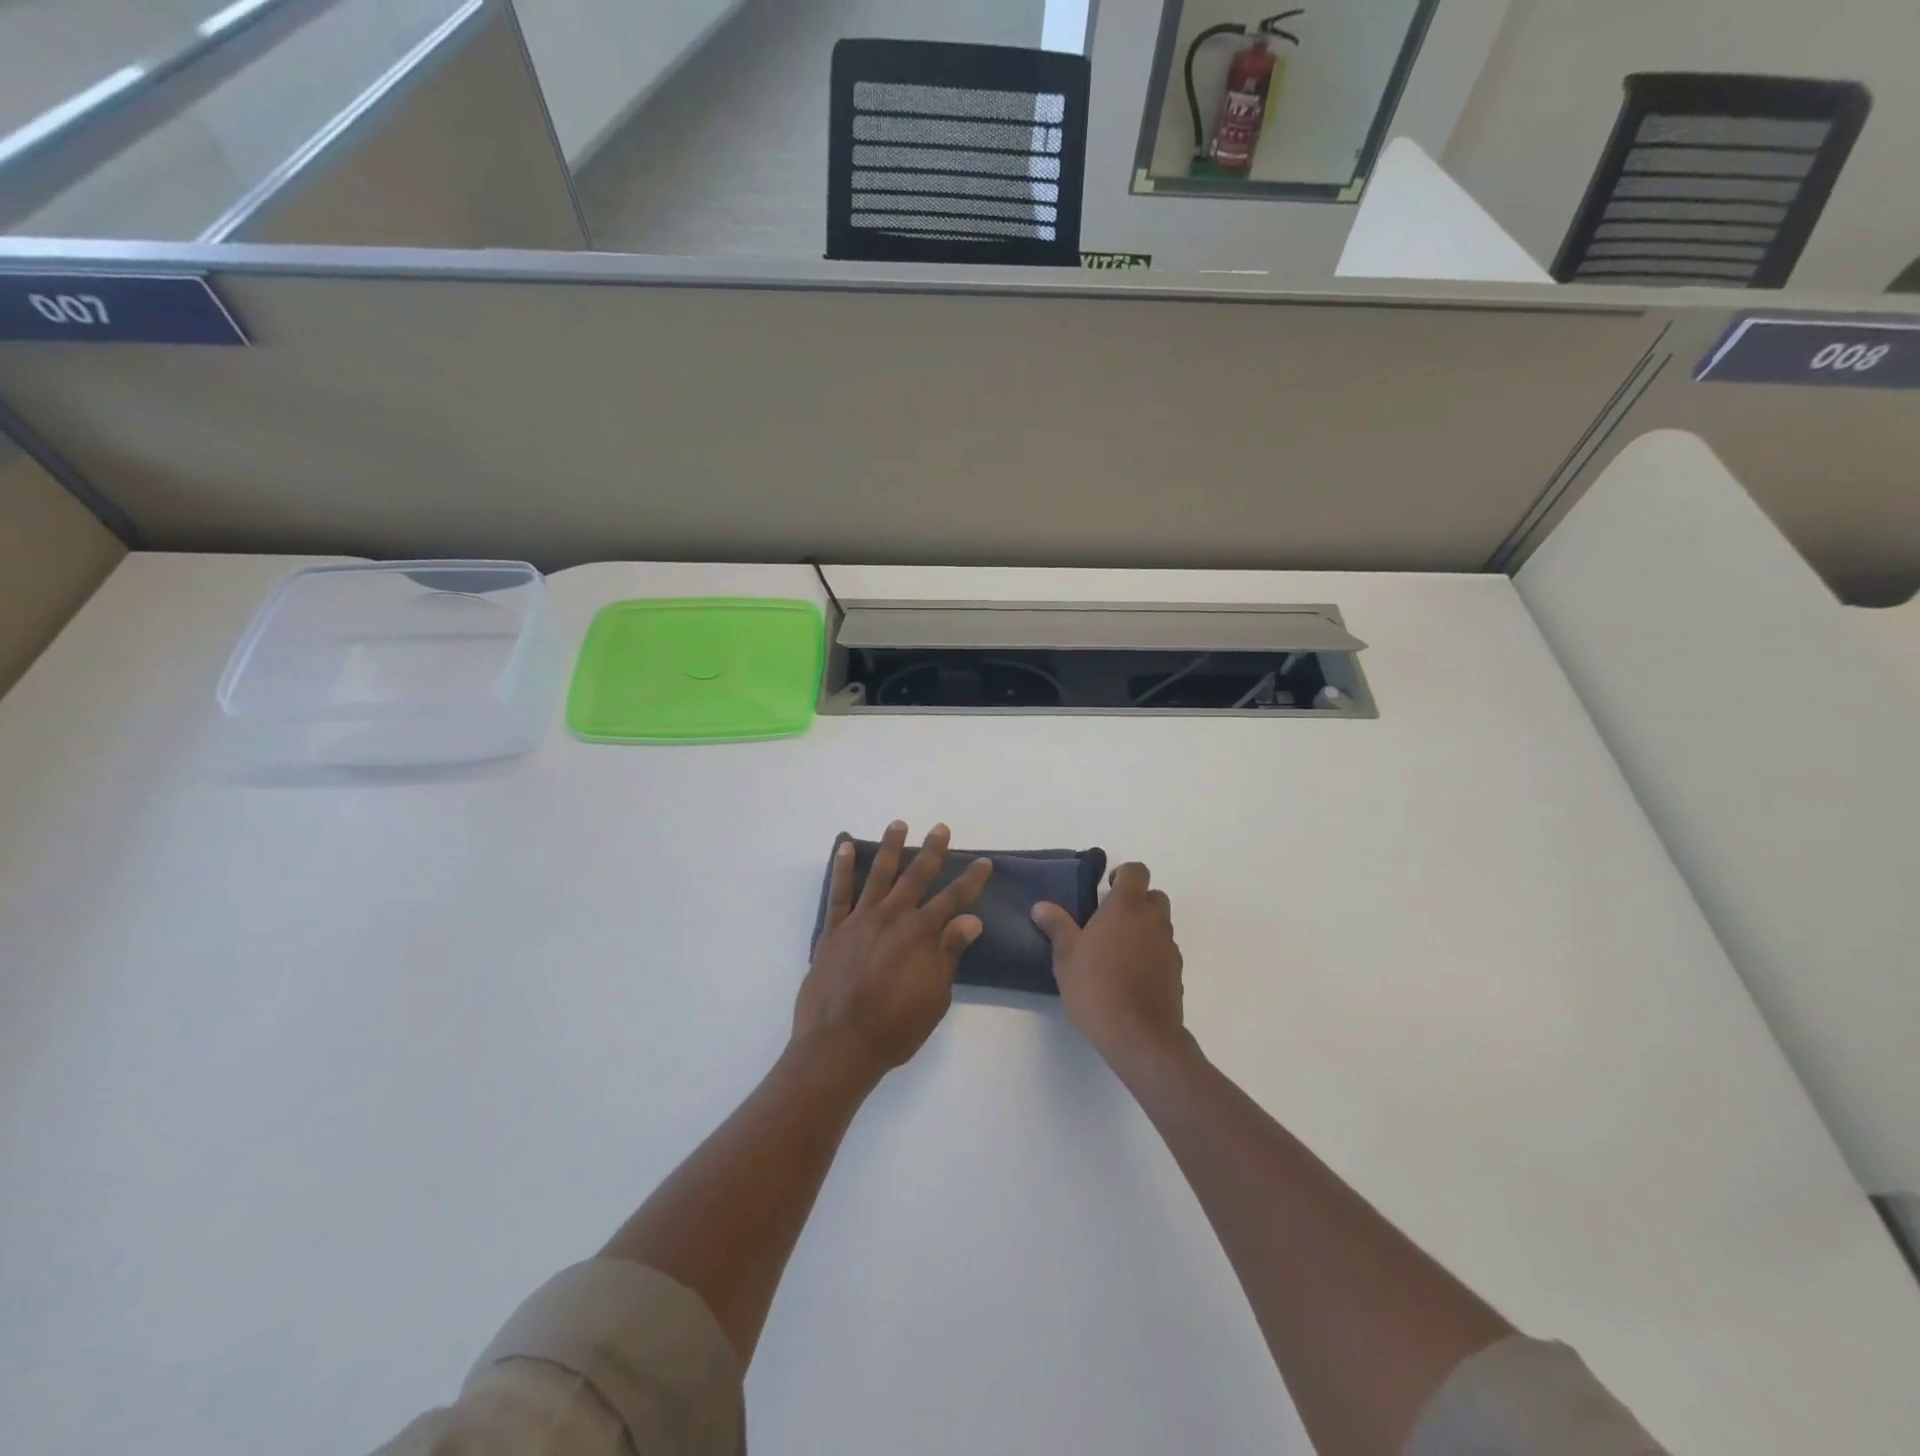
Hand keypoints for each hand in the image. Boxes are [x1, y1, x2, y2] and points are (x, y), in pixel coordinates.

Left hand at [795, 821, 992, 1079]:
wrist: (839, 1044)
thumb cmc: (895, 1027)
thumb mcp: (936, 995)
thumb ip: (949, 952)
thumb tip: (970, 919)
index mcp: (921, 934)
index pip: (954, 899)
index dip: (971, 880)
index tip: (984, 862)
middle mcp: (892, 917)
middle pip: (916, 876)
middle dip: (932, 851)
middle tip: (941, 828)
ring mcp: (860, 920)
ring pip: (878, 874)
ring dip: (890, 847)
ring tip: (898, 824)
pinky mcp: (834, 929)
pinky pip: (838, 892)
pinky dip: (842, 868)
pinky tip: (845, 848)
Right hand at [1032, 862, 1184, 1071]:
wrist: (1139, 1035)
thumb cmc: (1096, 987)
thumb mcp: (1066, 956)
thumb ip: (1057, 926)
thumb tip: (1041, 906)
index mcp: (1126, 907)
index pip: (1136, 871)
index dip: (1123, 874)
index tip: (1105, 888)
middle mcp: (1152, 920)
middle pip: (1154, 896)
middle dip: (1136, 901)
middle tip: (1110, 920)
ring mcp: (1168, 947)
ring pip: (1161, 924)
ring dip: (1144, 928)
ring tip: (1118, 951)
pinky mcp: (1176, 973)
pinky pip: (1165, 951)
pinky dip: (1152, 954)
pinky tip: (1131, 975)